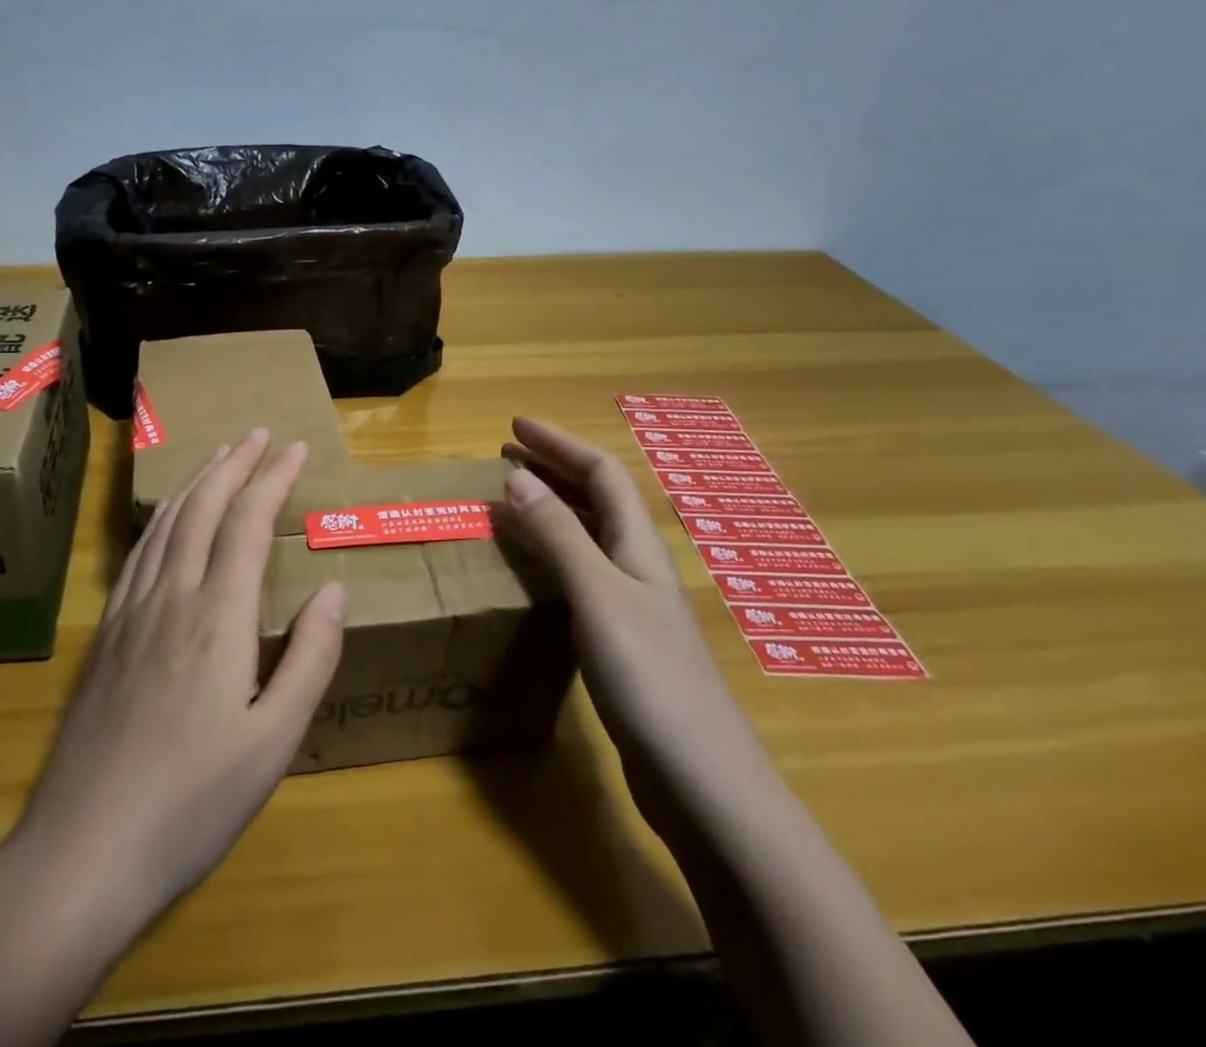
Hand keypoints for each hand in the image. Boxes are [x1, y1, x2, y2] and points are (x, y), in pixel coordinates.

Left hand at [11, 427, 346, 927]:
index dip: (272, 478)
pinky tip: (167, 517)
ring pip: (166, 523)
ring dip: (196, 482)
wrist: (85, 850)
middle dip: (233, 464)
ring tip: (218, 456)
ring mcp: (132, 612)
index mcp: (218, 617)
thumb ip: (310, 659)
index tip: (294, 447)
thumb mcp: (274, 743)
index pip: (247, 522)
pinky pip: (139, 553)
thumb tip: (333, 589)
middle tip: (257, 434)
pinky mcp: (107, 634)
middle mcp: (172, 596)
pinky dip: (162, 518)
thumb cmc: (193, 802)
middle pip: (202, 508)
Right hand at [500, 417, 770, 820]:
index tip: (515, 426)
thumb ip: (558, 534)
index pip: (601, 472)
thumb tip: (517, 476)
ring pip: (589, 535)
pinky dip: (552, 552)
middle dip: (553, 468)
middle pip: (597, 498)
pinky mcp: (621, 639)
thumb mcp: (597, 594)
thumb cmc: (649, 675)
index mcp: (637, 544)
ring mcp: (633, 604)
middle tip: (505, 455)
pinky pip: (580, 573)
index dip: (560, 443)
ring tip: (511, 499)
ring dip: (552, 507)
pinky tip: (531, 569)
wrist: (700, 779)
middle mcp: (637, 564)